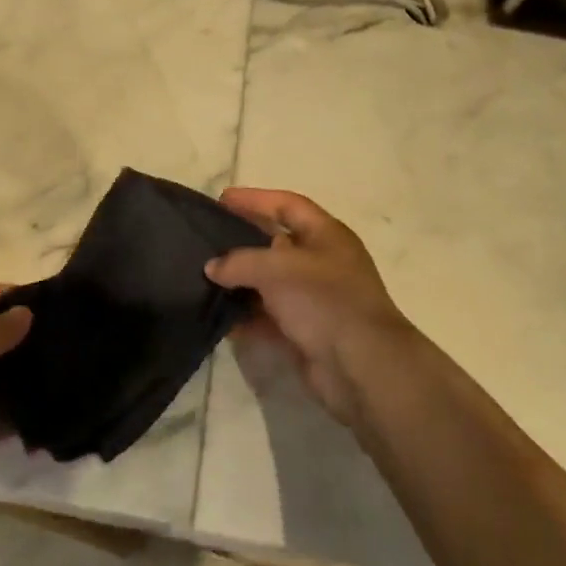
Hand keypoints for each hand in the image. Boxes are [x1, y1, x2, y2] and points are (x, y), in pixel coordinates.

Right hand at [207, 188, 418, 426]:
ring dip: (240, 281)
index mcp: (326, 236)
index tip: (221, 200)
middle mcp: (322, 263)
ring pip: (269, 282)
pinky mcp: (304, 331)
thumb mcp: (278, 268)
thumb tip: (212, 268)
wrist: (360, 367)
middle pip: (276, 243)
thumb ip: (240, 261)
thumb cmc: (324, 300)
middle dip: (242, 240)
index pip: (287, 205)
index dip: (255, 199)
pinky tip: (219, 316)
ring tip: (204, 277)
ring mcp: (314, 299)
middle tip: (207, 239)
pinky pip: (268, 316)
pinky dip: (246, 315)